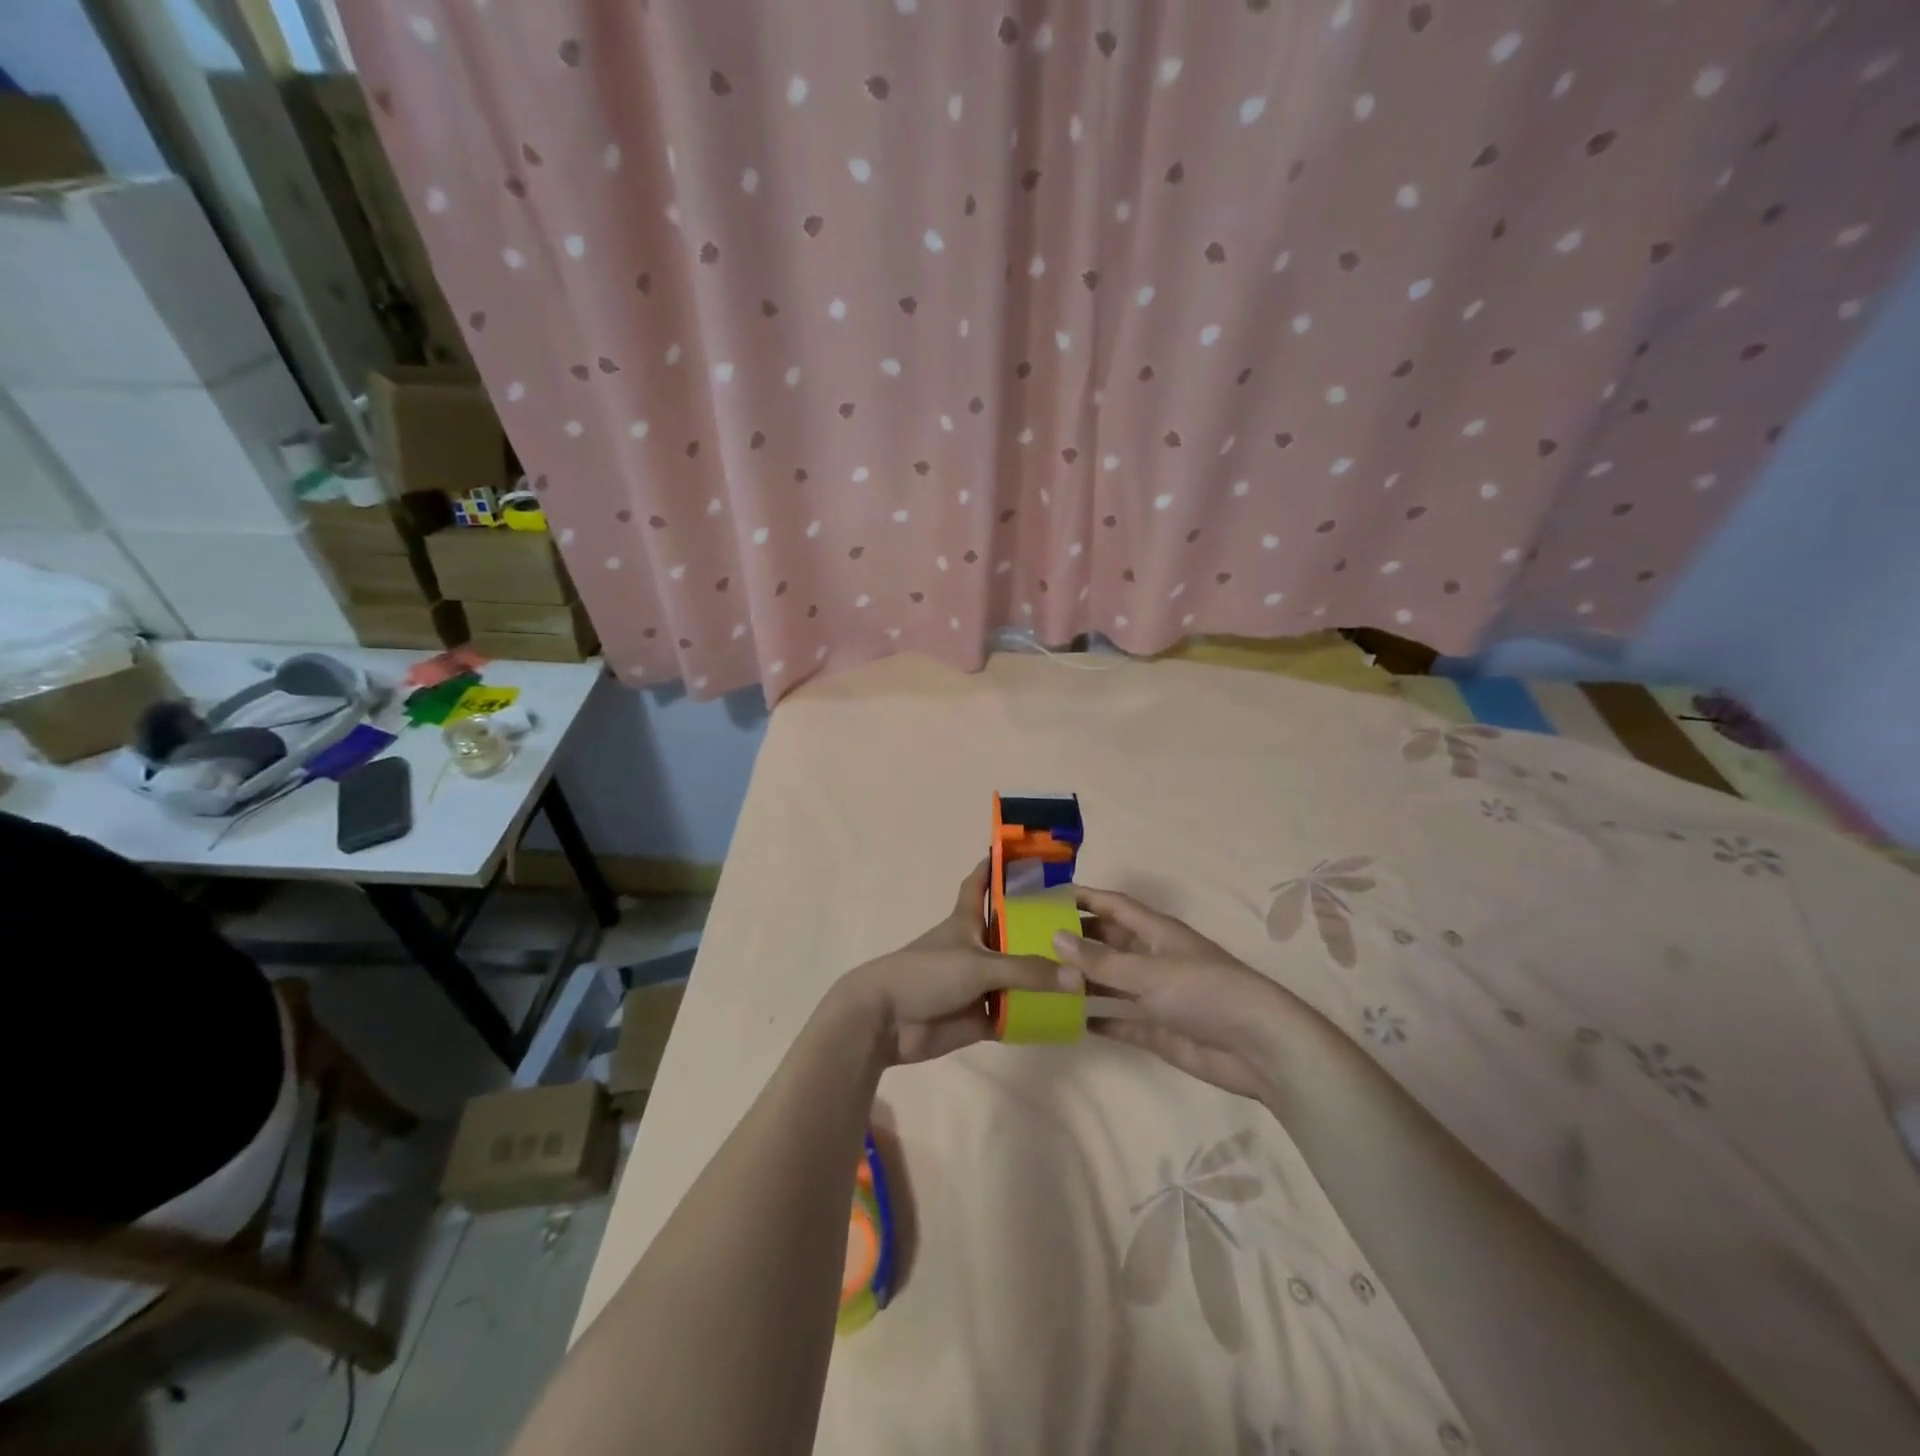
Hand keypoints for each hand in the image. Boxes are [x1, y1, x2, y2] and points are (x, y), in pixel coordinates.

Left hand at [830, 862, 1065, 1065]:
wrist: (887, 1021)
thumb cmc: (927, 974)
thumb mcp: (978, 964)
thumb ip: (1027, 971)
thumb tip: (1078, 978)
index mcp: (967, 921)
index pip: (980, 884)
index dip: (996, 867)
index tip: (1023, 853)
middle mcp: (976, 948)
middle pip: (1012, 932)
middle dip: (1040, 928)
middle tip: (1083, 924)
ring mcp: (978, 984)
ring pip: (1018, 976)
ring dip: (1044, 976)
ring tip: (1089, 971)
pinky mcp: (979, 1017)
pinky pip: (1014, 1014)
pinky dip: (1035, 1015)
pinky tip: (1069, 1015)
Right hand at [1055, 887, 1295, 1100]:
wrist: (1259, 1049)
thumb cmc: (1204, 993)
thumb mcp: (1149, 971)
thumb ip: (1100, 960)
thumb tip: (1055, 937)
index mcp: (1157, 932)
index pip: (1113, 905)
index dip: (1083, 897)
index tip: (1047, 896)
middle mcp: (1154, 958)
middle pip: (1110, 942)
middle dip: (1077, 939)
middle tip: (1033, 942)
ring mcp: (1157, 995)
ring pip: (1112, 982)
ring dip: (1083, 981)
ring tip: (1043, 980)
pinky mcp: (1159, 1030)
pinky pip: (1121, 1021)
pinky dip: (1099, 1020)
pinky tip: (1071, 1022)